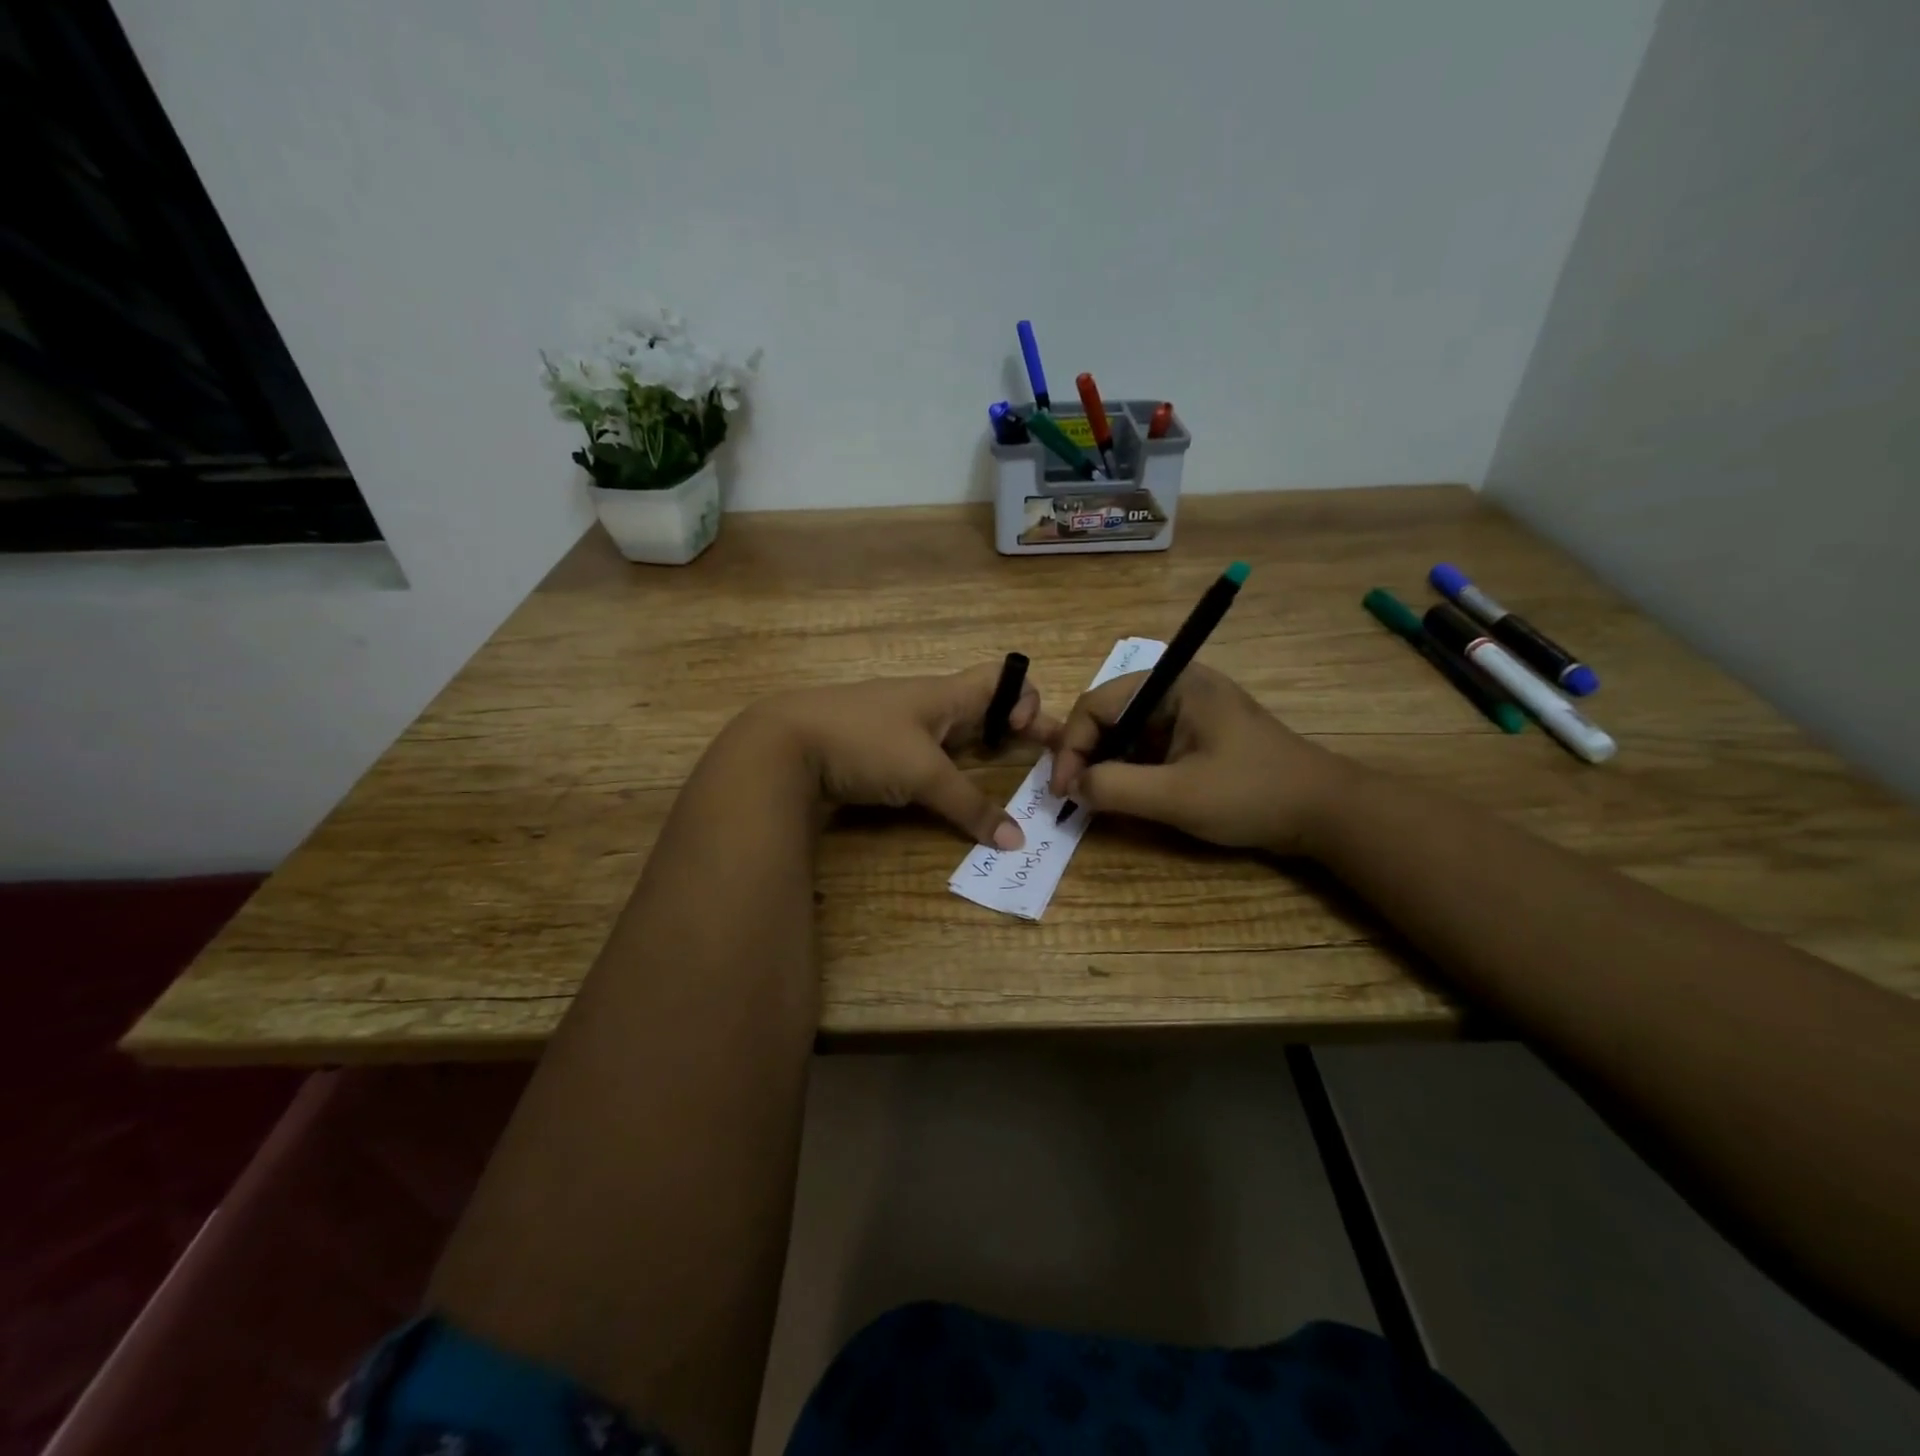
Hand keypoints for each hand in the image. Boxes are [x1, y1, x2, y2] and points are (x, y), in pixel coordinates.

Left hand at [745, 665, 1056, 848]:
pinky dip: (942, 768)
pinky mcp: (872, 746)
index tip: (1028, 735)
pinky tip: (941, 790)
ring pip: (950, 731)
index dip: (1026, 699)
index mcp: (945, 693)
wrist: (783, 744)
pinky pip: (922, 751)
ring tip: (996, 780)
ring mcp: (896, 723)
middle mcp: (925, 702)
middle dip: (1011, 730)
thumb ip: (969, 806)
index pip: (1002, 677)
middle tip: (1037, 761)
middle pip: (981, 706)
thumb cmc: (865, 742)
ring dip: (977, 751)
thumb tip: (1015, 842)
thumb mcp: (923, 774)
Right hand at [1047, 662, 1354, 854]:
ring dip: (1105, 763)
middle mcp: (1177, 688)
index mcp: (1174, 683)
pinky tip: (1124, 795)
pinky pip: (1147, 746)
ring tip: (1093, 798)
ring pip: (1126, 732)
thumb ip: (1115, 788)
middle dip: (1086, 753)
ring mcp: (1188, 711)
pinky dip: (1129, 769)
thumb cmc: (1252, 794)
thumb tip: (1072, 787)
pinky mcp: (1197, 735)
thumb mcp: (1177, 795)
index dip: (1072, 746)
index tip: (1062, 790)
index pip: (1098, 704)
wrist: (1325, 812)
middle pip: (1109, 714)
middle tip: (1073, 795)